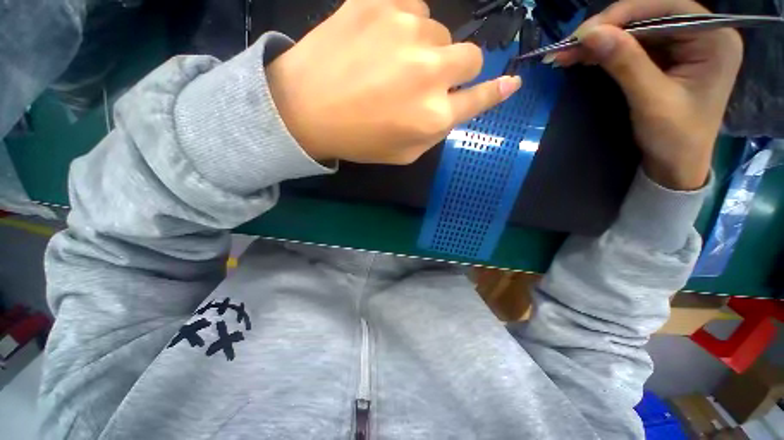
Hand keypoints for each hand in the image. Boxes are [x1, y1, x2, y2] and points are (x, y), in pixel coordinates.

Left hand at [266, 0, 520, 164]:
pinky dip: (405, 22)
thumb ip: (435, 132)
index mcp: (433, 116)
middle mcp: (429, 72)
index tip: (511, 83)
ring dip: (426, 48)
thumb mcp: (403, 153)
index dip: (496, 92)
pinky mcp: (378, 1)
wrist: (304, 109)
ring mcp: (406, 30)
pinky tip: (382, 39)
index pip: (479, 99)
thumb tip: (459, 106)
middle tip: (426, 80)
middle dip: (455, 71)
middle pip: (470, 57)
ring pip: (440, 30)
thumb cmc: (357, 140)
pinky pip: (413, 5)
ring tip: (393, 63)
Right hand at [550, 0, 742, 189]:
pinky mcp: (669, 57)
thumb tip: (591, 34)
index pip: (664, 9)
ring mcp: (685, 44)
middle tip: (569, 47)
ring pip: (637, 30)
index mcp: (714, 39)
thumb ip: (626, 63)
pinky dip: (607, 51)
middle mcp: (702, 33)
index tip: (583, 35)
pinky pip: (634, 45)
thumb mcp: (651, 100)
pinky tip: (585, 58)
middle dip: (606, 30)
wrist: (677, 165)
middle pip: (649, 17)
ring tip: (569, 54)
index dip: (621, 16)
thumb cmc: (675, 138)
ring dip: (601, 41)